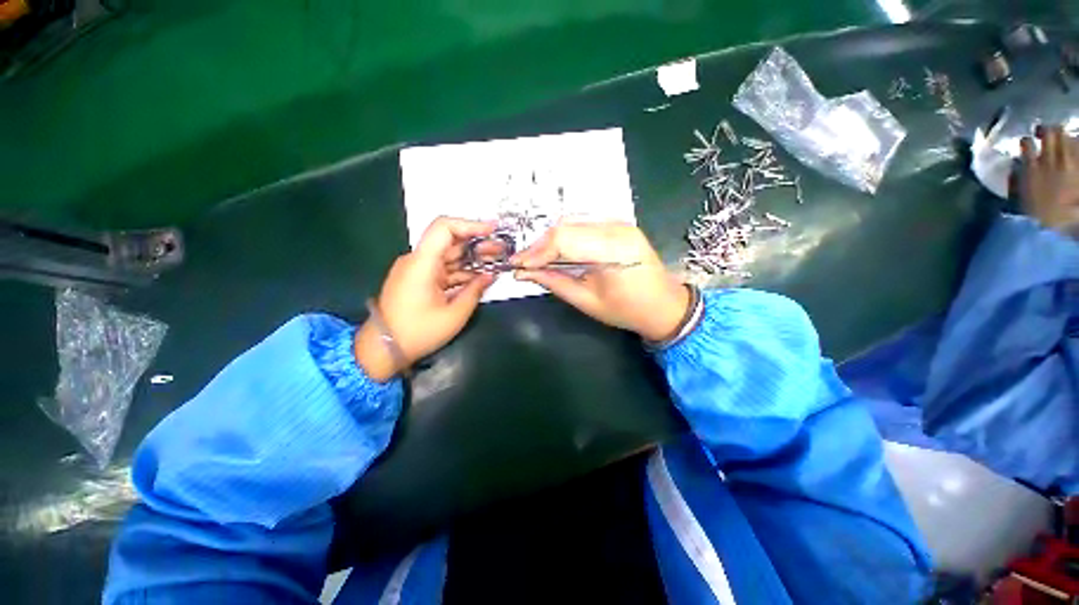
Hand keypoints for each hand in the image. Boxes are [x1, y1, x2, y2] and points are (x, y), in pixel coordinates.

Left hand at [355, 217, 495, 380]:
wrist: (383, 349)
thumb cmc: (418, 332)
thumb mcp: (454, 314)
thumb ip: (474, 291)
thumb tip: (490, 276)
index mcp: (422, 263)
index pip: (444, 228)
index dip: (470, 224)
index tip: (492, 230)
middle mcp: (418, 260)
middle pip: (450, 242)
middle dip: (478, 244)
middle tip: (501, 250)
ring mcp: (418, 270)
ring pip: (449, 256)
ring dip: (472, 259)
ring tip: (495, 262)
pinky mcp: (419, 280)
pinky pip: (444, 269)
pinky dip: (462, 271)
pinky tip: (480, 275)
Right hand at [512, 222, 689, 341]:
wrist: (664, 305)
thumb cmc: (627, 310)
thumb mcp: (587, 301)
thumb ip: (554, 282)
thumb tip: (524, 273)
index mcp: (614, 250)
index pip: (564, 240)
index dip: (536, 252)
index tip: (517, 265)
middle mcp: (617, 228)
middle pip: (566, 227)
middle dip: (540, 246)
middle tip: (524, 263)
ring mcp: (619, 223)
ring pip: (572, 223)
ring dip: (550, 241)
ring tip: (536, 259)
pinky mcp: (618, 225)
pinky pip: (583, 226)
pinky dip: (564, 238)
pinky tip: (555, 251)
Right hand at [1017, 124, 1078, 230]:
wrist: (1062, 222)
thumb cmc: (1038, 212)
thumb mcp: (1021, 197)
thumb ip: (1017, 180)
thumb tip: (1016, 167)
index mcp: (1031, 167)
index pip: (1025, 143)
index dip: (1025, 141)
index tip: (1026, 142)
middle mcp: (1049, 159)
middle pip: (1049, 133)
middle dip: (1046, 130)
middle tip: (1044, 132)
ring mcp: (1067, 162)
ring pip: (1065, 137)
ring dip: (1061, 135)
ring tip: (1059, 137)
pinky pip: (1077, 147)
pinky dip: (1075, 143)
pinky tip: (1072, 145)